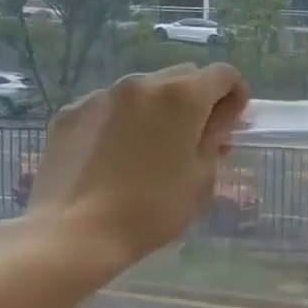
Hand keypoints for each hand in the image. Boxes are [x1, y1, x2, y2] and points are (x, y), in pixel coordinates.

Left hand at [22, 63, 249, 270]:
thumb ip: (214, 142)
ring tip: (151, 149)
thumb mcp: (201, 180)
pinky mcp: (71, 113)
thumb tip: (217, 124)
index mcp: (181, 97)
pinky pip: (109, 107)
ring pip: (144, 90)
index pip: (224, 74)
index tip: (231, 125)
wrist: (75, 233)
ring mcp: (101, 96)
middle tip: (195, 138)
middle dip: (197, 100)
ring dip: (158, 109)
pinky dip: (122, 121)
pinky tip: (114, 157)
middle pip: (183, 76)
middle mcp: (142, 83)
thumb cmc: (151, 210)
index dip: (236, 96)